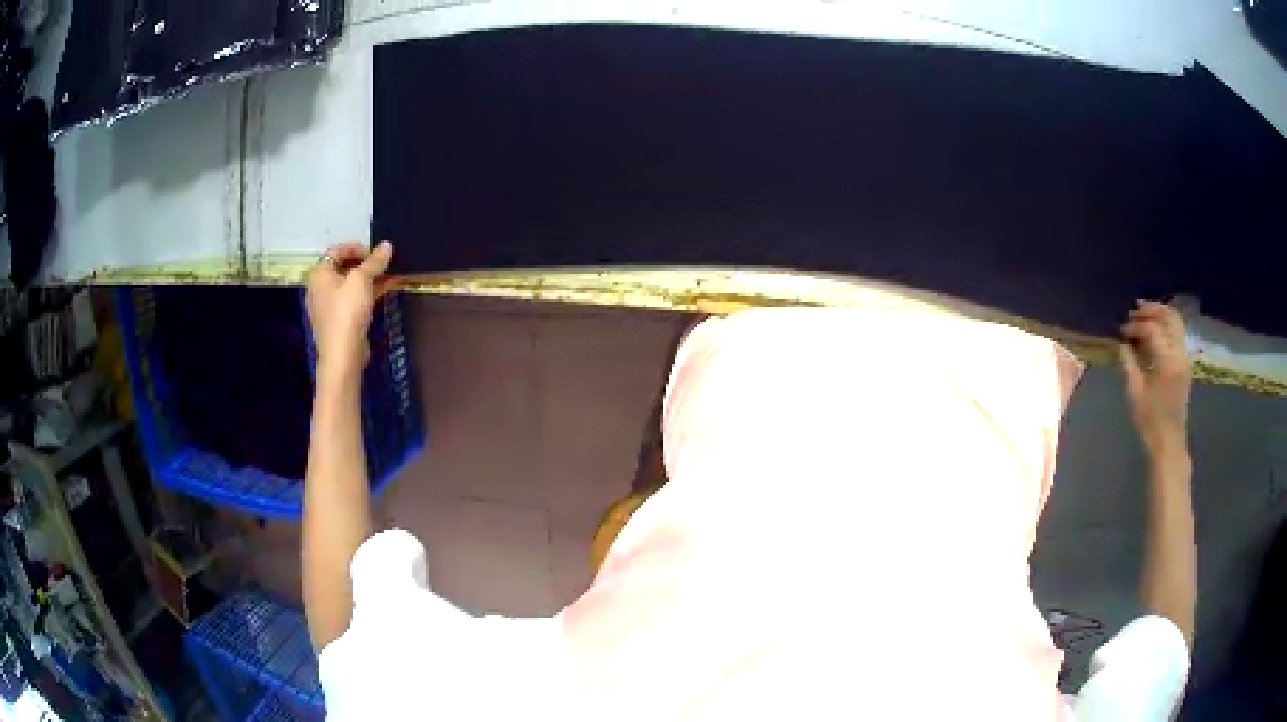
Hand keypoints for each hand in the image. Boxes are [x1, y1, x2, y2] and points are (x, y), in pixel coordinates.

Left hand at [306, 241, 393, 382]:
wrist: (343, 354)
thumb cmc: (347, 311)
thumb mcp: (362, 280)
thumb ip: (375, 261)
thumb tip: (387, 245)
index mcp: (320, 274)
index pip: (336, 250)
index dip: (357, 248)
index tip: (376, 252)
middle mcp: (320, 287)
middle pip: (343, 267)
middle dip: (366, 263)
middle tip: (384, 263)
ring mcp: (329, 305)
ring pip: (350, 284)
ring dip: (370, 278)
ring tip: (391, 274)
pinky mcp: (339, 319)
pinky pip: (353, 299)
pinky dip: (368, 292)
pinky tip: (387, 288)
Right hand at [1120, 300, 1190, 455]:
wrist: (1170, 443)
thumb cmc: (1150, 422)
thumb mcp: (1135, 394)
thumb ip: (1129, 363)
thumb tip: (1122, 343)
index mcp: (1167, 361)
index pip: (1152, 329)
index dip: (1136, 325)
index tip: (1122, 330)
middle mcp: (1179, 353)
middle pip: (1169, 317)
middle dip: (1151, 310)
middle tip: (1134, 311)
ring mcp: (1185, 357)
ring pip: (1176, 322)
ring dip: (1160, 314)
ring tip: (1145, 315)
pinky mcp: (1185, 363)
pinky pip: (1178, 333)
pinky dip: (1167, 325)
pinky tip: (1155, 331)